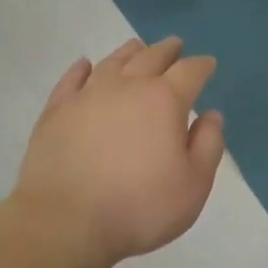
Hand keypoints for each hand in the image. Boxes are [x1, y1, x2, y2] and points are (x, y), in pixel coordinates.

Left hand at [13, 38, 226, 267]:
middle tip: (175, 46)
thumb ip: (208, 146)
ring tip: (138, 48)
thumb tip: (211, 115)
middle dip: (168, 50)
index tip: (208, 64)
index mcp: (164, 101)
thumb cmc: (140, 207)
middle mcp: (127, 87)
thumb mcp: (193, 185)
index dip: (202, 66)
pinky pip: (72, 79)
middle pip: (150, 57)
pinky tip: (85, 65)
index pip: (190, 72)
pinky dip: (82, 68)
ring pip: (113, 62)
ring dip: (130, 52)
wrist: (65, 222)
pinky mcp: (56, 112)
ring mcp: (87, 96)